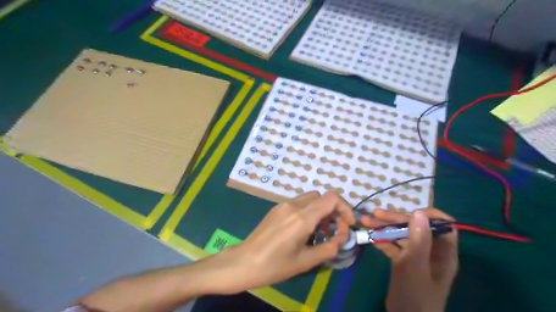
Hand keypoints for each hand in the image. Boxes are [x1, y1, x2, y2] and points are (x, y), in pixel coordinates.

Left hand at [214, 191, 353, 293]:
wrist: (244, 262)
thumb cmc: (275, 265)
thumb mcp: (306, 261)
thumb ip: (329, 247)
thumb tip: (342, 238)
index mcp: (302, 217)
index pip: (331, 198)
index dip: (345, 208)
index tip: (347, 224)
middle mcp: (294, 205)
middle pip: (322, 196)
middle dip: (334, 210)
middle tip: (335, 229)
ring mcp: (283, 204)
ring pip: (311, 198)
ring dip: (321, 209)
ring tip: (320, 230)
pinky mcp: (277, 208)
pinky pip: (299, 202)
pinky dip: (309, 210)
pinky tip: (304, 228)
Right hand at [364, 209, 457, 311]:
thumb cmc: (415, 296)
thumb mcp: (415, 267)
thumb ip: (419, 241)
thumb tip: (419, 212)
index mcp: (443, 252)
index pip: (443, 225)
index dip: (428, 215)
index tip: (409, 211)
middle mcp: (431, 251)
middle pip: (416, 227)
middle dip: (395, 219)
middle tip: (375, 214)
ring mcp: (416, 256)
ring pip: (402, 235)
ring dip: (384, 227)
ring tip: (365, 221)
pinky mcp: (403, 261)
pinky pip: (393, 246)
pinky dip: (382, 240)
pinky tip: (370, 237)